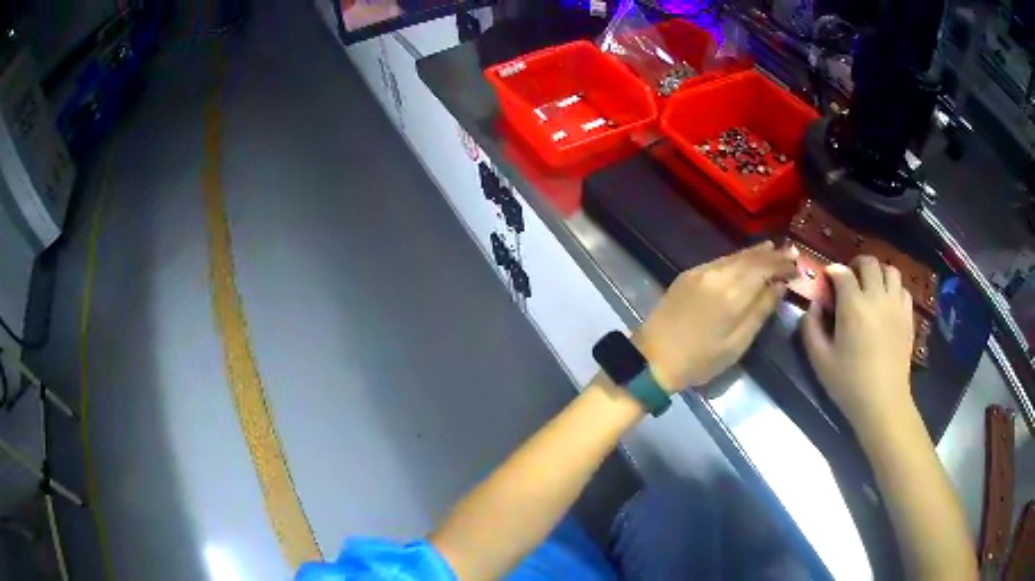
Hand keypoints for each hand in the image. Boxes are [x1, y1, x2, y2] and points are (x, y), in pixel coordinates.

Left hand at [636, 242, 797, 392]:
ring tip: (774, 250)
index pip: (764, 268)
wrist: (652, 359)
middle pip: (750, 258)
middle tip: (791, 253)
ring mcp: (700, 272)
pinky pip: (720, 261)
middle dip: (772, 255)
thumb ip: (760, 311)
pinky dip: (737, 258)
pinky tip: (746, 260)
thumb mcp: (737, 344)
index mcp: (731, 294)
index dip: (782, 264)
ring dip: (756, 253)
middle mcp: (716, 275)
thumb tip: (780, 285)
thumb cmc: (699, 360)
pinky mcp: (688, 275)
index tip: (798, 265)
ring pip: (734, 256)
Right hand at [801, 256, 915, 430]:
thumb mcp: (819, 360)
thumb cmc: (848, 383)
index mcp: (853, 306)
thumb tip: (814, 306)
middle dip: (856, 265)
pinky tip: (887, 303)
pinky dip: (894, 289)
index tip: (827, 280)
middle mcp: (876, 297)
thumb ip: (810, 328)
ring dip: (878, 273)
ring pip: (890, 270)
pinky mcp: (907, 316)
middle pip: (869, 262)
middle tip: (849, 279)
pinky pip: (903, 289)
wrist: (883, 403)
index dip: (832, 272)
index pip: (842, 272)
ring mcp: (896, 305)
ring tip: (871, 288)